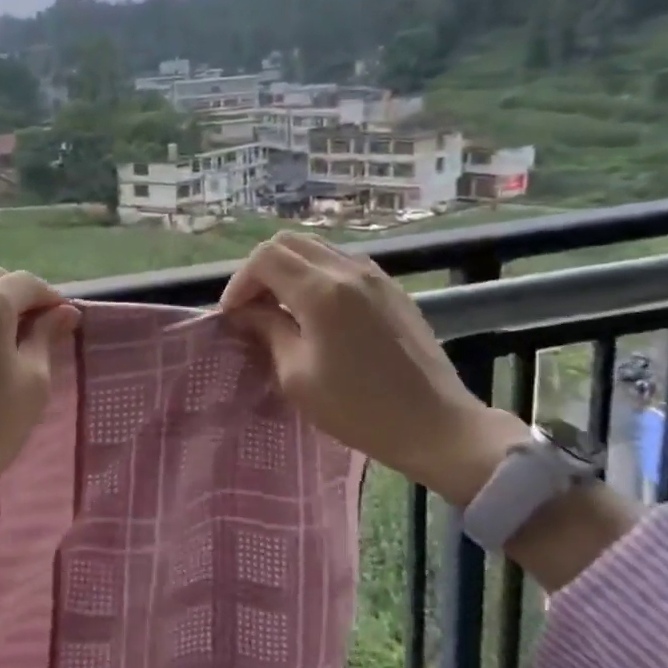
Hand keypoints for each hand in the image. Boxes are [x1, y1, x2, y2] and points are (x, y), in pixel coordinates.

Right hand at [219, 233, 527, 503]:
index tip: (233, 316)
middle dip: (260, 270)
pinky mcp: (392, 289)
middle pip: (289, 242)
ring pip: (317, 249)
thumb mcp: (297, 375)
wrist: (434, 424)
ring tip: (281, 308)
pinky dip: (317, 275)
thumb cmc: (358, 408)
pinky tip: (316, 312)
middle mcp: (349, 270)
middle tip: (252, 307)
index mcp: (322, 291)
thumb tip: (247, 312)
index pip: (265, 258)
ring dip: (289, 270)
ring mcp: (375, 276)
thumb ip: (269, 331)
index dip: (239, 282)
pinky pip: (342, 263)